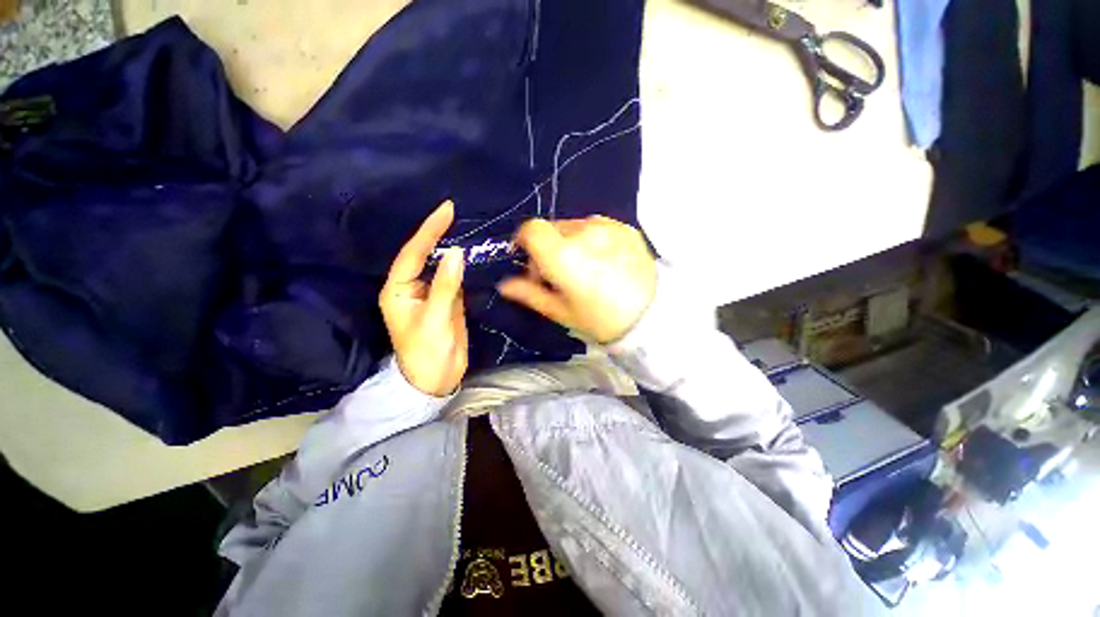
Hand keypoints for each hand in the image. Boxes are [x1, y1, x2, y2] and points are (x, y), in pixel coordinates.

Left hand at [380, 201, 467, 395]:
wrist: (436, 379)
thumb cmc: (427, 353)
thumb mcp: (435, 318)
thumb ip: (445, 285)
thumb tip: (457, 253)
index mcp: (398, 291)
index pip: (413, 253)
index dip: (429, 231)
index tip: (447, 210)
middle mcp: (411, 288)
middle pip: (423, 255)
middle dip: (437, 234)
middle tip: (454, 212)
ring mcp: (430, 294)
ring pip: (440, 266)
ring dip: (450, 248)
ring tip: (464, 226)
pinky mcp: (446, 301)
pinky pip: (453, 278)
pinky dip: (461, 266)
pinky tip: (470, 254)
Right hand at [498, 216, 656, 343]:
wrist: (653, 318)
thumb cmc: (601, 320)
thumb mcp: (561, 312)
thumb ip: (529, 294)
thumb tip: (504, 285)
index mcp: (563, 255)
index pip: (531, 229)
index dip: (524, 242)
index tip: (530, 262)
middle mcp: (584, 232)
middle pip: (553, 228)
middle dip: (549, 248)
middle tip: (560, 274)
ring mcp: (608, 227)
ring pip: (576, 227)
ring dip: (571, 243)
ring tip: (586, 268)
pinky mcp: (626, 228)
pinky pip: (599, 227)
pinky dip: (593, 240)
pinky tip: (605, 262)